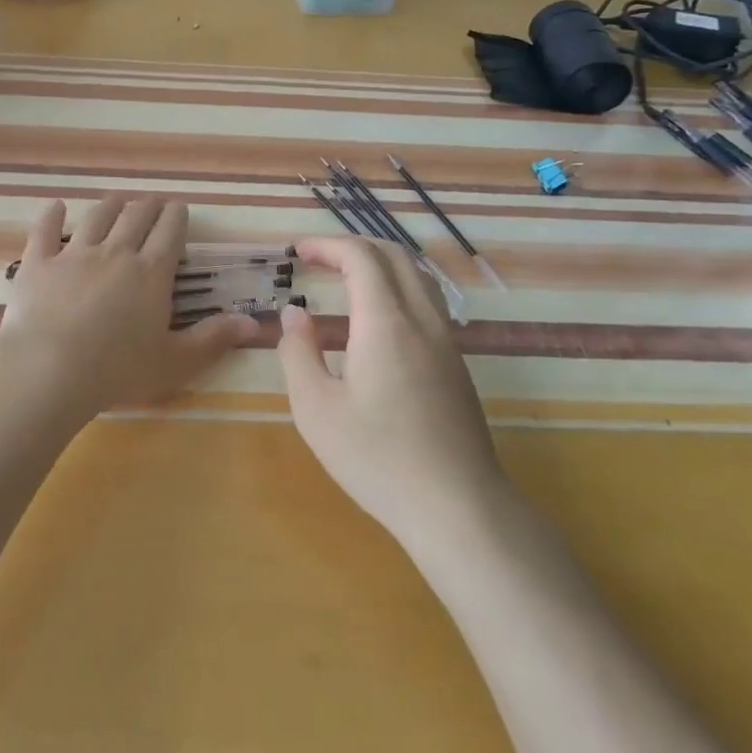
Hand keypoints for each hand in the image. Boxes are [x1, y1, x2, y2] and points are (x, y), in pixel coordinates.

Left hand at [0, 195, 257, 419]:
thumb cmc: (119, 370)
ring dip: (110, 205)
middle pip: (135, 217)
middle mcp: (116, 253)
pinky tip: (55, 206)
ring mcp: (74, 255)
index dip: (176, 217)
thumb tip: (254, 323)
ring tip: (117, 200)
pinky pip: (44, 231)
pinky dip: (51, 216)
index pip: (170, 232)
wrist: (51, 369)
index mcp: (151, 273)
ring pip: (96, 217)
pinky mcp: (39, 264)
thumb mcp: (176, 361)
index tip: (179, 209)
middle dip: (148, 206)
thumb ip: (214, 339)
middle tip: (153, 203)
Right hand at [276, 237, 505, 553]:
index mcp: (386, 322)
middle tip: (317, 258)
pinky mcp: (456, 365)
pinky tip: (374, 320)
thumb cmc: (377, 458)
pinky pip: (427, 303)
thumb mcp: (316, 410)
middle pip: (395, 256)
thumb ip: (298, 353)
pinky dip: (396, 288)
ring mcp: (446, 342)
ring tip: (344, 278)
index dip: (327, 245)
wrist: (457, 508)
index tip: (297, 250)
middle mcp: (422, 320)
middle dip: (353, 246)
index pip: (361, 257)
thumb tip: (294, 315)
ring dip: (379, 264)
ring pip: (417, 277)